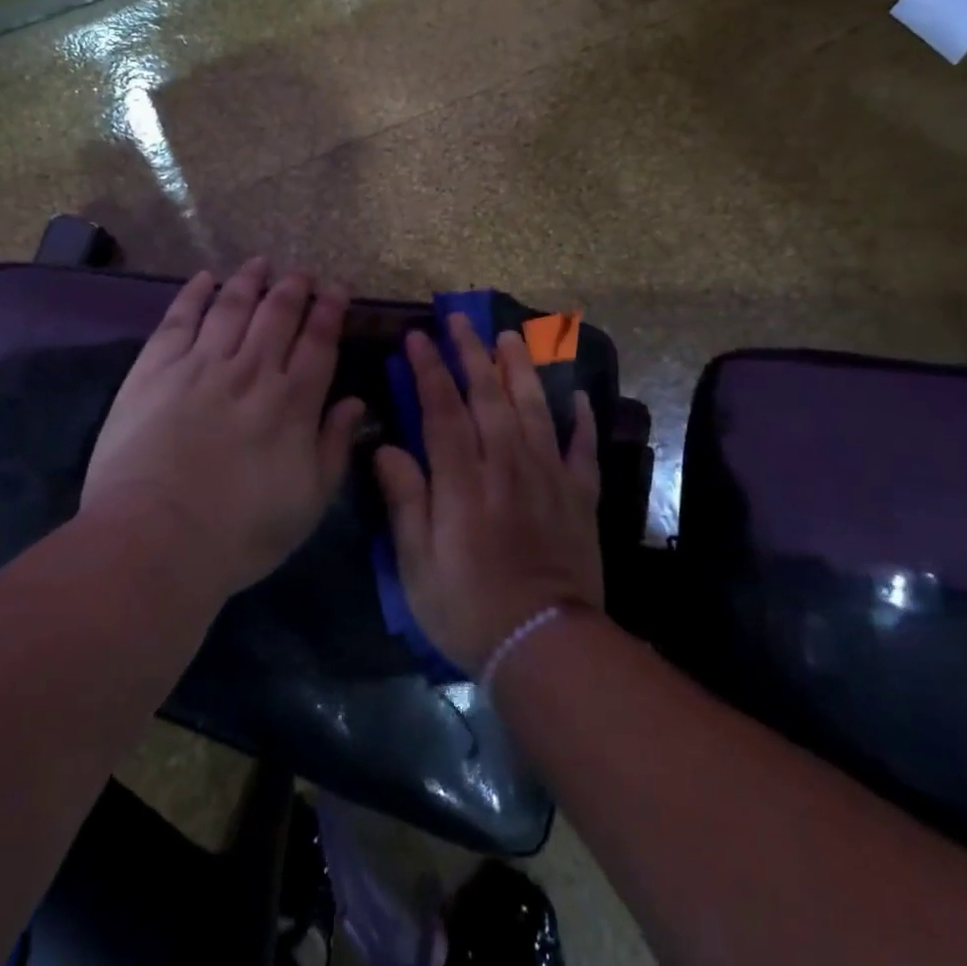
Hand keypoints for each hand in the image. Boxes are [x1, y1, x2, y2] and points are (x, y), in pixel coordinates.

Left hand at [82, 257, 365, 595]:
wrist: (155, 538)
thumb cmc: (240, 533)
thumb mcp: (309, 502)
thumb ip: (335, 447)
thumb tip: (355, 402)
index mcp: (292, 402)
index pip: (319, 341)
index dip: (331, 310)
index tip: (338, 288)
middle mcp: (252, 371)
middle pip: (278, 313)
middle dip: (295, 287)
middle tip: (303, 272)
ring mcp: (201, 364)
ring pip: (232, 306)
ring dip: (250, 280)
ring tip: (261, 263)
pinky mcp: (155, 369)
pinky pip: (180, 318)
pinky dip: (194, 293)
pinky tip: (204, 279)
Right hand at [375, 314, 601, 674]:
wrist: (545, 646)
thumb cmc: (468, 607)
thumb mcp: (417, 564)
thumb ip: (405, 500)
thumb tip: (385, 446)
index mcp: (463, 481)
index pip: (442, 410)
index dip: (428, 370)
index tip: (416, 337)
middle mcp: (506, 466)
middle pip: (488, 397)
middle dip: (471, 354)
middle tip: (459, 320)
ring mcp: (548, 477)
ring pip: (534, 409)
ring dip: (520, 369)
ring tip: (511, 336)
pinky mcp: (579, 496)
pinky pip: (582, 448)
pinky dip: (582, 420)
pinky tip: (577, 396)